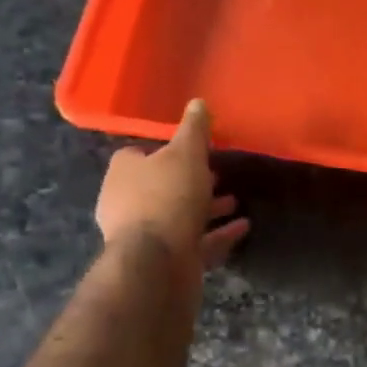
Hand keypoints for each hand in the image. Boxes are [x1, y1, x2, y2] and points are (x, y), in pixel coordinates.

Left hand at [95, 99, 249, 270]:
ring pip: (179, 216)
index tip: (193, 148)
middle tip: (218, 173)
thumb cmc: (167, 196)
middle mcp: (126, 204)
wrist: (157, 264)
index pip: (139, 154)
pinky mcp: (164, 262)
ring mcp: (145, 237)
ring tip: (235, 201)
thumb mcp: (186, 153)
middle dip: (190, 181)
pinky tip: (242, 227)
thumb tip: (198, 102)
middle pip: (161, 187)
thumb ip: (194, 129)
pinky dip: (218, 234)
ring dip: (206, 209)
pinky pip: (195, 243)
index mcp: (123, 173)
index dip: (165, 150)